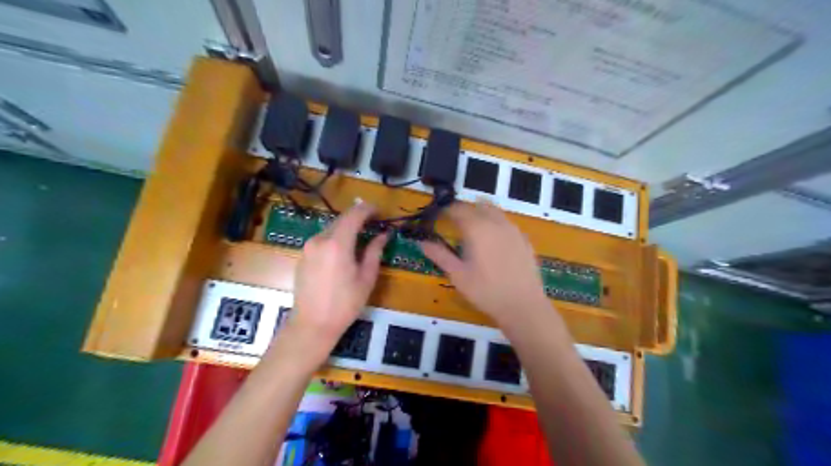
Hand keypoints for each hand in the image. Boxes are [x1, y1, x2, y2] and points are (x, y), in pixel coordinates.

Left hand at [286, 202, 388, 360]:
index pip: (354, 214)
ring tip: (360, 238)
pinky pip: (322, 239)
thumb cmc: (345, 304)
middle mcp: (320, 239)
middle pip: (341, 219)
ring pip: (331, 228)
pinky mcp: (302, 256)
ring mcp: (308, 247)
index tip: (380, 212)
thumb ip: (375, 251)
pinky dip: (335, 238)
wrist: (312, 325)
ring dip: (346, 228)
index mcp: (338, 243)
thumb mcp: (366, 278)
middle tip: (374, 224)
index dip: (368, 209)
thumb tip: (384, 234)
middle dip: (358, 218)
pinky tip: (343, 251)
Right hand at [423, 202, 550, 326]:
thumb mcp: (457, 275)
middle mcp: (496, 222)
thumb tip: (422, 242)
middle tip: (455, 223)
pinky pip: (507, 223)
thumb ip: (440, 255)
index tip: (438, 217)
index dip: (446, 210)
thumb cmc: (485, 291)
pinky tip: (494, 242)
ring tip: (473, 231)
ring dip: (481, 214)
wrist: (523, 306)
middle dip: (464, 210)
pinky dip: (496, 224)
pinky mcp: (525, 239)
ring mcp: (513, 230)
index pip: (458, 208)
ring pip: (495, 211)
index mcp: (477, 228)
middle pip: (477, 204)